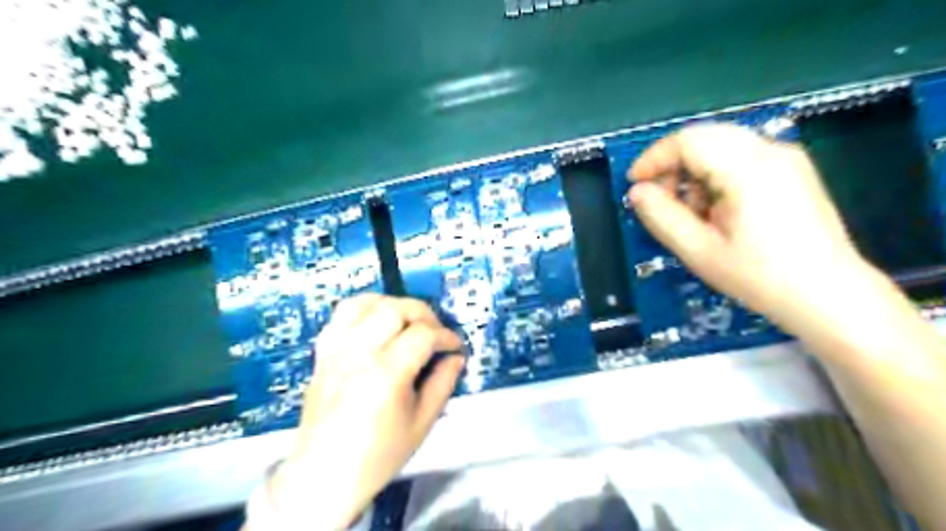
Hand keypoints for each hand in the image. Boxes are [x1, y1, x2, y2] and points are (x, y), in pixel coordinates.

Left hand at [268, 291, 464, 527]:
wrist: (324, 474)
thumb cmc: (378, 454)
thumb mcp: (422, 422)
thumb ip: (443, 383)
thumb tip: (456, 357)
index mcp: (386, 375)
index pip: (424, 335)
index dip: (446, 337)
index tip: (455, 347)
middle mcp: (359, 354)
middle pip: (396, 309)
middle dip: (424, 314)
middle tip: (435, 332)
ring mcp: (337, 349)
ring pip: (368, 302)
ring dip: (394, 305)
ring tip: (407, 322)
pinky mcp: (324, 351)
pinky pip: (342, 312)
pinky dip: (365, 307)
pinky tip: (378, 321)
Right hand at [627, 122, 874, 333]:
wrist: (829, 296)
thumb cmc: (760, 277)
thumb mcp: (699, 251)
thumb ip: (662, 217)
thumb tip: (637, 192)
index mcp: (748, 169)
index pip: (689, 140)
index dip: (654, 158)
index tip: (634, 184)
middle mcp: (770, 151)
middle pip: (705, 137)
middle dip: (672, 165)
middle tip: (658, 199)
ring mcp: (786, 158)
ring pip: (722, 146)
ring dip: (694, 172)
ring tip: (691, 213)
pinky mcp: (792, 170)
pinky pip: (740, 158)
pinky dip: (716, 176)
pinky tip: (716, 210)